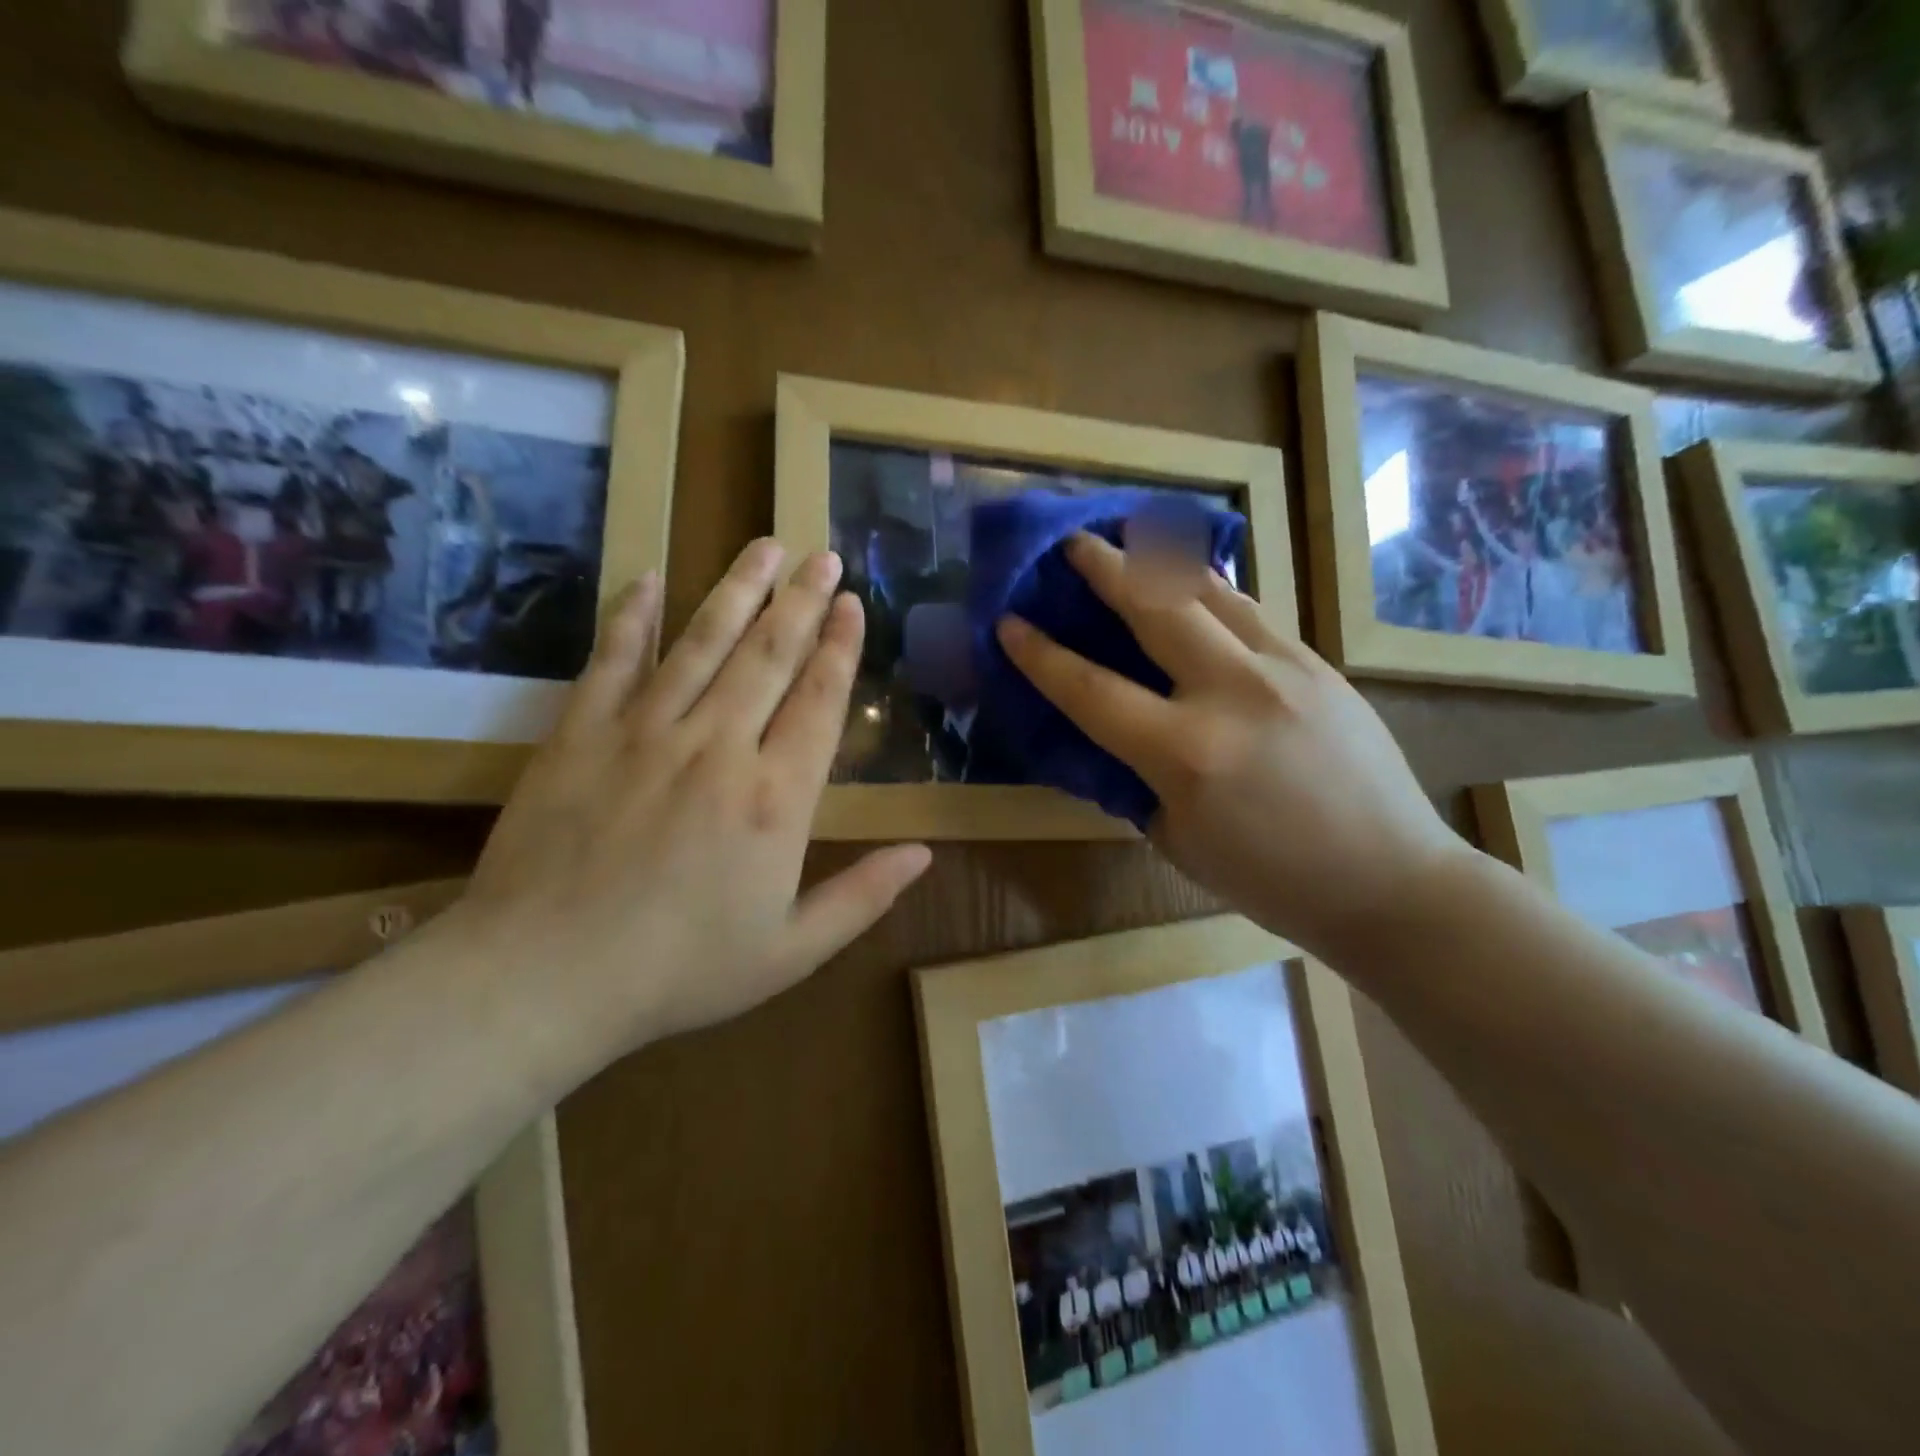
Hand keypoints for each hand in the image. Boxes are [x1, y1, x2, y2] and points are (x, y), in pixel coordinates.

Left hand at [457, 541, 930, 1055]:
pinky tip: (649, 579)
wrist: (543, 979)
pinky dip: (632, 616)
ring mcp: (645, 732)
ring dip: (738, 590)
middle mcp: (719, 746)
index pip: (820, 700)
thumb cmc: (680, 971)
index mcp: (776, 798)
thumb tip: (924, 853)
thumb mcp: (792, 951)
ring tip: (765, 547)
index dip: (841, 648)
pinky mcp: (581, 733)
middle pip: (770, 654)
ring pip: (703, 642)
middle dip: (802, 600)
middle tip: (822, 554)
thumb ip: (863, 896)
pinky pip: (613, 659)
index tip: (854, 605)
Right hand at [995, 532, 1466, 960]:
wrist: (1390, 880)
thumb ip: (1138, 779)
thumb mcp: (1178, 840)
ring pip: (1210, 592)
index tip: (1009, 623)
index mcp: (1185, 754)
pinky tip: (1196, 585)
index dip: (1041, 655)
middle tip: (1072, 542)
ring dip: (1160, 560)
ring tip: (1131, 536)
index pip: (1090, 691)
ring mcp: (1283, 669)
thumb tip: (1114, 734)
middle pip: (1154, 607)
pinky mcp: (1318, 664)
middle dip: (1105, 567)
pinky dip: (1212, 591)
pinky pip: (1251, 612)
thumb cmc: (1271, 880)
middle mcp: (1231, 693)